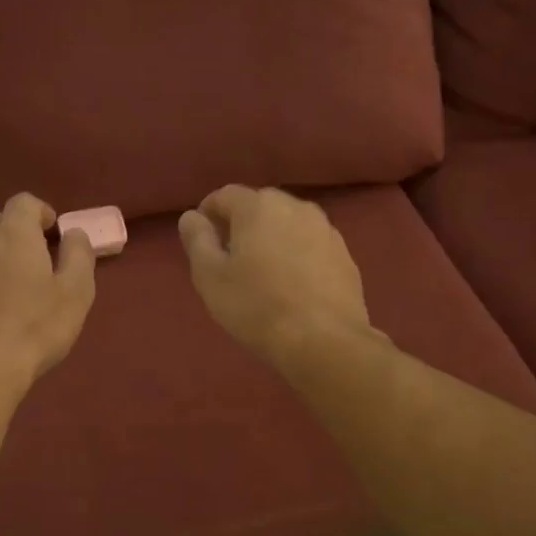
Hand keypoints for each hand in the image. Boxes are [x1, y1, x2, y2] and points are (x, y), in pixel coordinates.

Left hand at [0, 194, 95, 386]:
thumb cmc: (35, 329)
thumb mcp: (76, 293)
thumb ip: (79, 254)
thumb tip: (73, 233)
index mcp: (14, 234)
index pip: (24, 202)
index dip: (40, 212)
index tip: (52, 233)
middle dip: (14, 233)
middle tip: (32, 262)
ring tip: (5, 287)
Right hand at [178, 185, 369, 363]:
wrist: (323, 340)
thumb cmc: (256, 307)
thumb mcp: (210, 277)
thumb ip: (197, 241)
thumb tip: (191, 217)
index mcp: (258, 207)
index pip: (224, 195)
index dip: (207, 214)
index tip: (201, 241)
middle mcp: (295, 207)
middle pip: (259, 206)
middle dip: (241, 225)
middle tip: (229, 259)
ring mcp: (326, 229)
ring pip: (288, 224)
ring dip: (271, 239)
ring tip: (262, 273)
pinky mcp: (344, 254)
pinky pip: (310, 245)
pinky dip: (296, 255)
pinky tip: (291, 285)